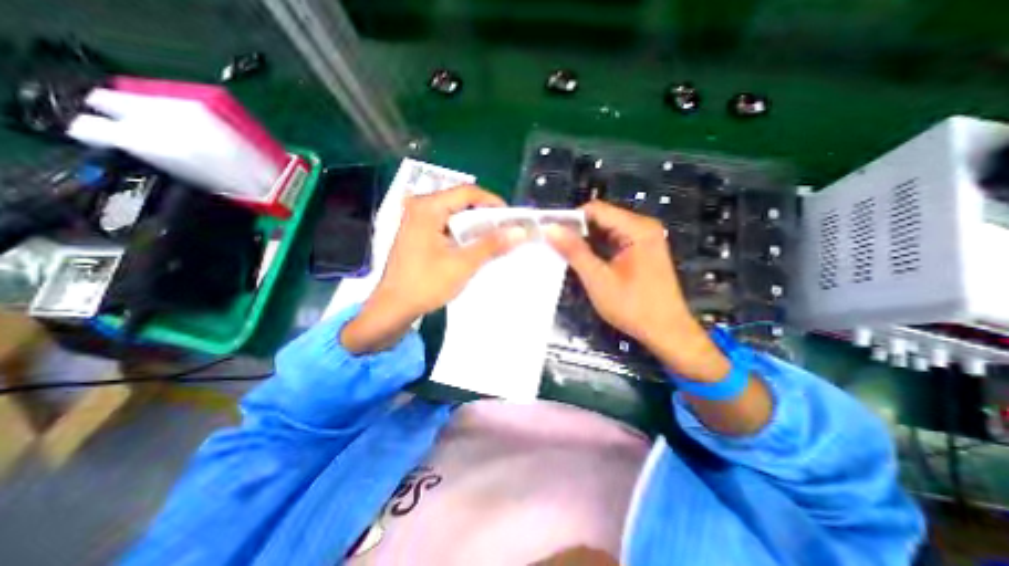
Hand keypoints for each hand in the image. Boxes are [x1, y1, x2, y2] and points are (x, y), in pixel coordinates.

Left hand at [341, 186, 528, 354]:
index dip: (493, 202)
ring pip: (455, 213)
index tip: (511, 219)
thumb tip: (520, 231)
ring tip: (494, 239)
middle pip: (461, 201)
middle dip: (485, 215)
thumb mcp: (463, 264)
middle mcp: (420, 206)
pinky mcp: (417, 232)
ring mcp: (417, 219)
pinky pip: (446, 224)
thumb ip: (492, 245)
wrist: (394, 307)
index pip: (468, 193)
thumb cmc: (426, 284)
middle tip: (505, 231)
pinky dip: (463, 232)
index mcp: (428, 207)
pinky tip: (473, 246)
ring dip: (475, 225)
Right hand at [549, 202, 730, 382]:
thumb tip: (550, 228)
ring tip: (565, 255)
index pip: (595, 210)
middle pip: (601, 218)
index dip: (570, 219)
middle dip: (577, 231)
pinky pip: (614, 241)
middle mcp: (642, 227)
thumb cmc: (633, 306)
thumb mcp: (598, 279)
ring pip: (605, 230)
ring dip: (586, 241)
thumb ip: (574, 251)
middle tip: (554, 247)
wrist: (666, 332)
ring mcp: (644, 239)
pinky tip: (584, 261)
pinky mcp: (642, 251)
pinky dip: (597, 249)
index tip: (550, 233)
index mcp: (636, 228)